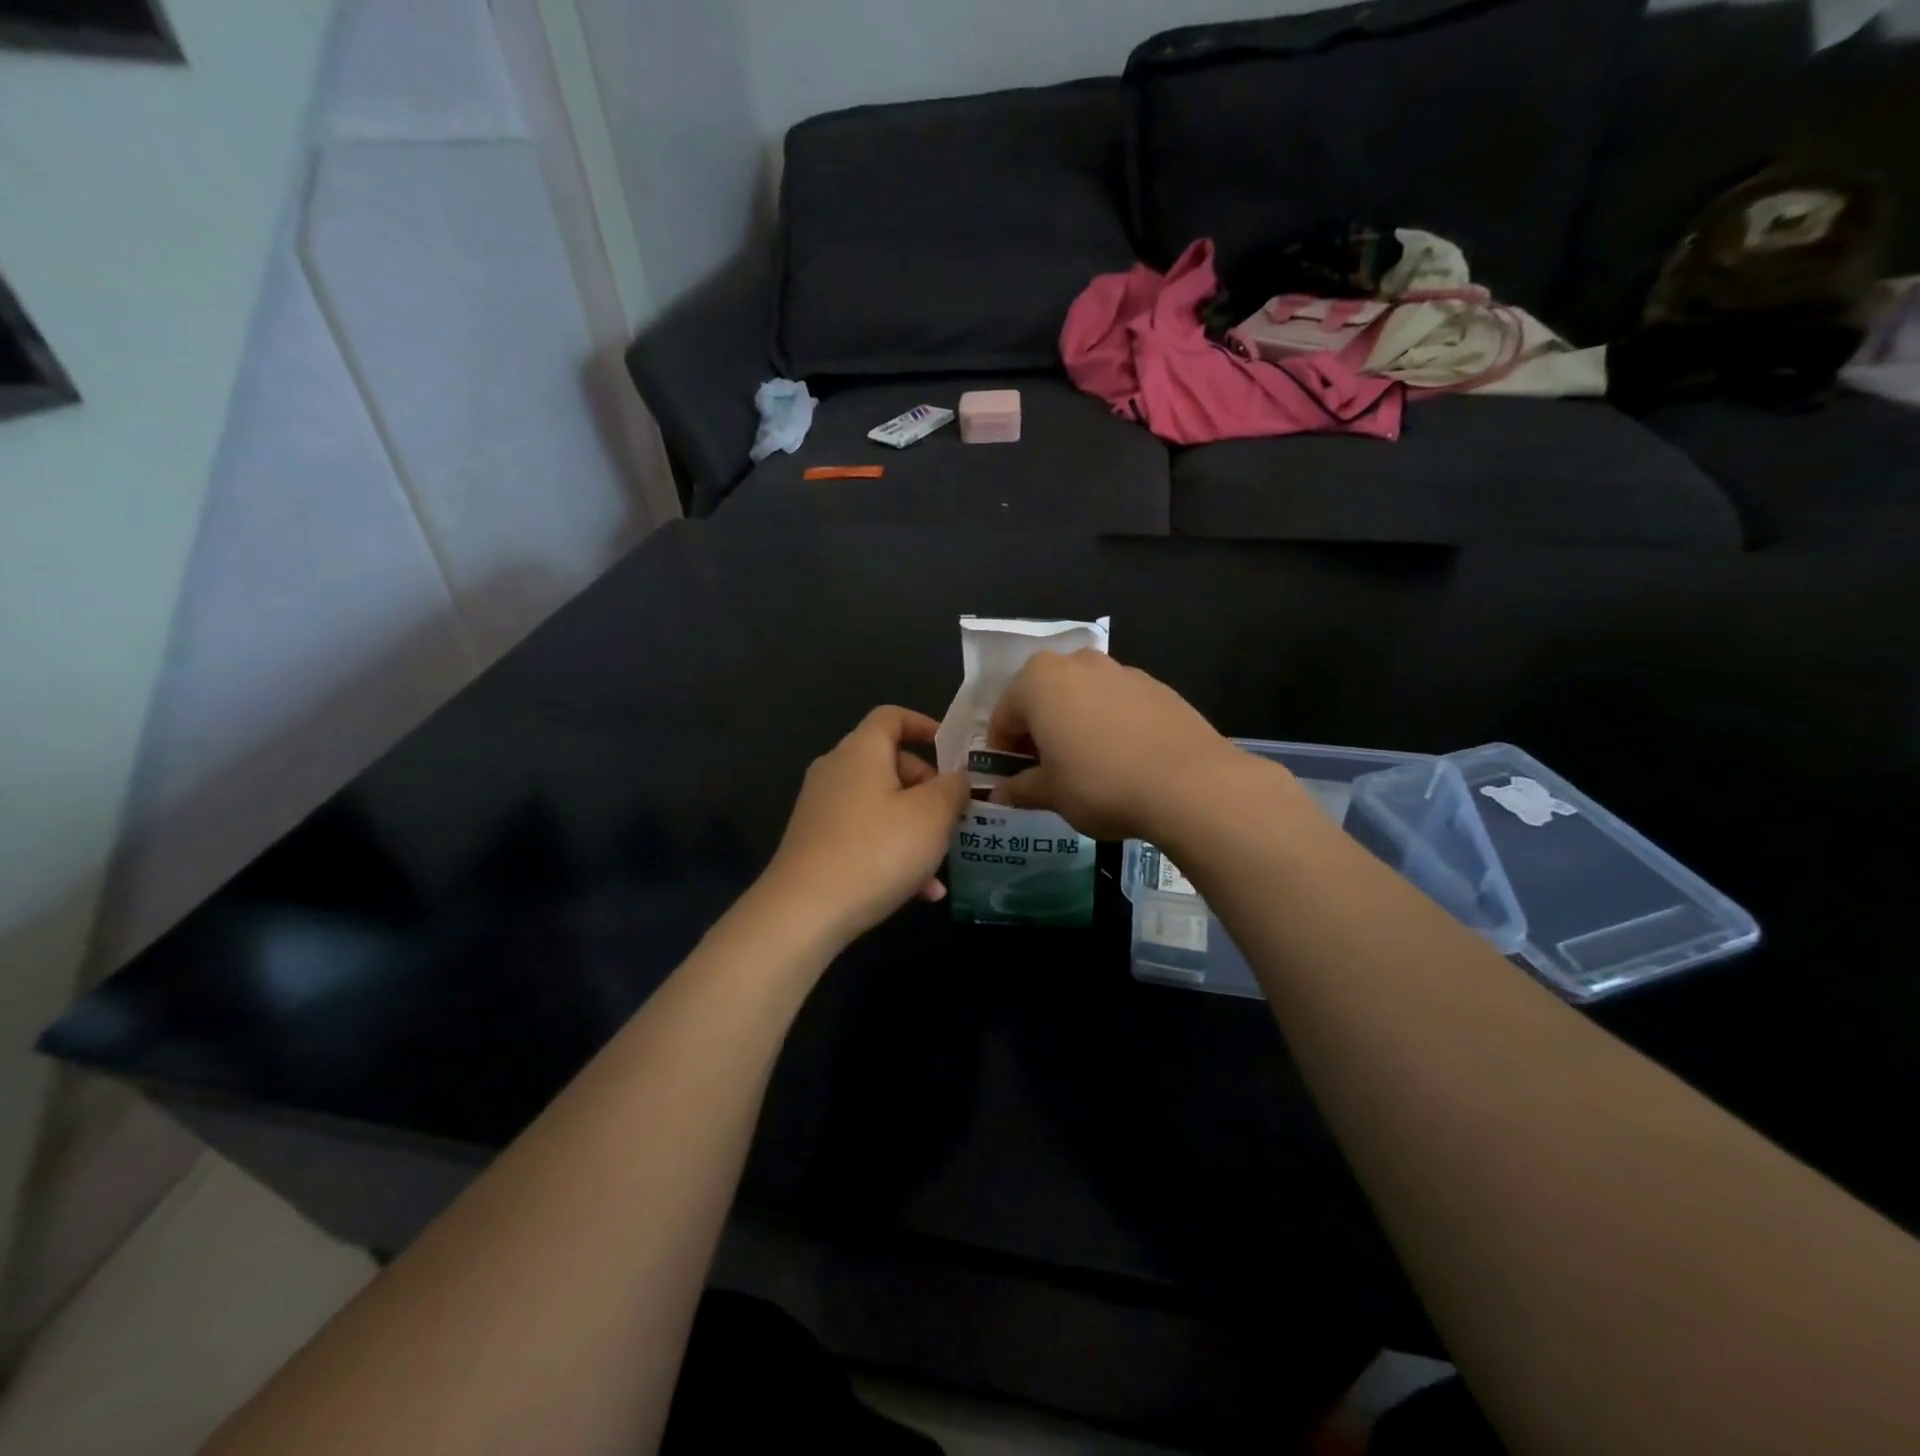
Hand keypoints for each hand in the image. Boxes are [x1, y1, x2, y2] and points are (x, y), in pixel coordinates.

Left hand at [759, 707, 971, 948]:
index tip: (952, 751)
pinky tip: (920, 892)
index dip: (925, 726)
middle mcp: (835, 771)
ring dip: (915, 827)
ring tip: (943, 862)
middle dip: (927, 786)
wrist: (804, 911)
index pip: (891, 716)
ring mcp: (821, 808)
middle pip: (888, 763)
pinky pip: (863, 835)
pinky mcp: (815, 843)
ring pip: (880, 805)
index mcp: (861, 751)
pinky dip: (892, 852)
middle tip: (953, 813)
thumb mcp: (931, 815)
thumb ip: (952, 788)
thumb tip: (957, 777)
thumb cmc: (877, 849)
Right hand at [985, 651, 1245, 841]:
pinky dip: (1109, 725)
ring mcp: (1121, 671)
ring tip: (1086, 766)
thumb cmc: (1100, 784)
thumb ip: (1020, 789)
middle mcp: (1077, 663)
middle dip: (1038, 732)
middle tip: (1045, 772)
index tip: (1010, 779)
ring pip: (1081, 698)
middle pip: (1043, 698)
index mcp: (1038, 680)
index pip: (1004, 716)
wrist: (1189, 783)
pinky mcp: (1156, 686)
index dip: (1002, 751)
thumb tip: (1001, 794)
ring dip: (1074, 725)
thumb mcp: (1051, 794)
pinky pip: (1117, 704)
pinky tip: (1123, 759)